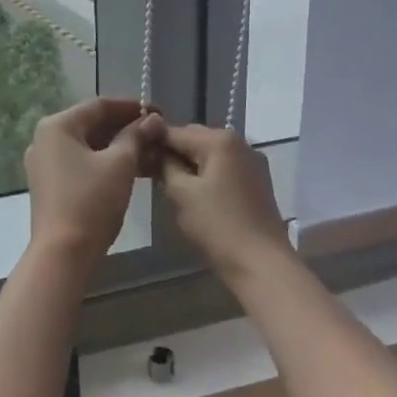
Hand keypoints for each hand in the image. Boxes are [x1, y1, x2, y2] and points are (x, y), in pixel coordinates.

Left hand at [25, 97, 164, 261]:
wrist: (63, 253)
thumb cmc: (91, 201)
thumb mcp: (120, 164)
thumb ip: (136, 136)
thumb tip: (152, 119)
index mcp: (57, 126)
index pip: (99, 105)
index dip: (131, 106)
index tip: (159, 112)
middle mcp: (45, 138)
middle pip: (91, 123)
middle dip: (125, 127)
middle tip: (156, 132)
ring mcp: (44, 162)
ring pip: (87, 144)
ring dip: (117, 145)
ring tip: (149, 151)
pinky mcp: (49, 183)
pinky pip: (80, 162)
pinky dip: (104, 161)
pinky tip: (130, 168)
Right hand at [158, 124, 292, 280]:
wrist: (262, 264)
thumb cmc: (217, 226)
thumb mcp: (181, 193)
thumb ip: (165, 165)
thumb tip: (154, 150)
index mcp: (220, 140)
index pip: (176, 131)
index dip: (152, 142)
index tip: (134, 156)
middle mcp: (240, 143)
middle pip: (195, 139)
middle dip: (172, 153)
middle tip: (150, 174)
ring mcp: (252, 162)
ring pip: (210, 155)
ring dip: (189, 165)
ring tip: (170, 186)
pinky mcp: (257, 182)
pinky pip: (224, 169)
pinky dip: (207, 175)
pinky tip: (195, 195)